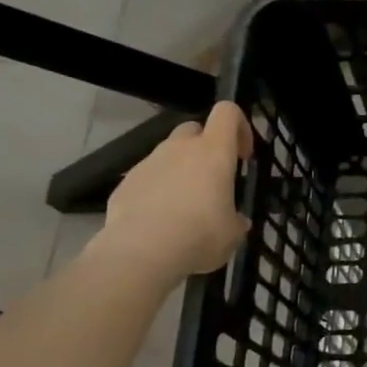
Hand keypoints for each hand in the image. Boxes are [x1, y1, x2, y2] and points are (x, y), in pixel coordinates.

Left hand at [95, 103, 253, 281]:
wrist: (141, 253)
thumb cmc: (200, 235)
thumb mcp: (232, 233)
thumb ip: (235, 220)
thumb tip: (236, 221)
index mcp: (213, 151)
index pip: (227, 112)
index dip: (239, 127)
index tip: (242, 156)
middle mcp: (179, 148)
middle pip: (194, 129)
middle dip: (204, 147)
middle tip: (212, 179)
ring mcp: (148, 163)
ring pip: (168, 154)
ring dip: (179, 171)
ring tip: (183, 208)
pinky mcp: (125, 183)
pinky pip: (146, 178)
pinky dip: (155, 191)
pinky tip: (158, 222)